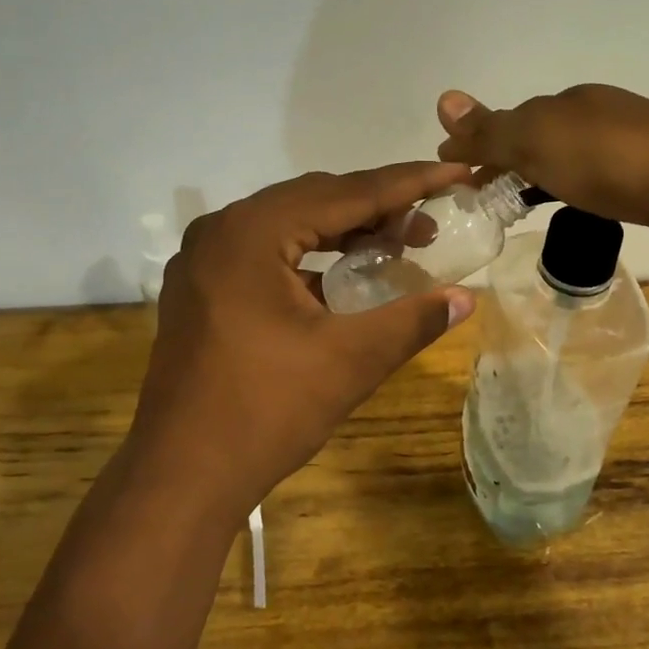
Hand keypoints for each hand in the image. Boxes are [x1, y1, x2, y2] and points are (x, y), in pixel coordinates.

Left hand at [128, 164, 477, 517]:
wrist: (181, 476)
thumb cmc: (266, 411)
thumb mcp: (350, 361)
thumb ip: (412, 320)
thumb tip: (466, 299)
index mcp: (251, 232)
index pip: (345, 193)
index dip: (407, 183)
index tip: (455, 172)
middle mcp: (221, 231)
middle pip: (314, 200)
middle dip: (377, 207)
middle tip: (431, 223)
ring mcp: (203, 261)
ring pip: (288, 225)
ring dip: (343, 231)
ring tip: (397, 244)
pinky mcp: (200, 290)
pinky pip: (265, 254)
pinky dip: (310, 257)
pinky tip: (344, 278)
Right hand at [436, 84, 648, 256]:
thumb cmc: (616, 160)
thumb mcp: (541, 140)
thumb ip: (493, 129)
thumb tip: (443, 100)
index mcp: (566, 105)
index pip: (508, 123)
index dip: (478, 148)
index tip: (454, 179)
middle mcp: (594, 118)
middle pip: (536, 140)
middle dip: (505, 163)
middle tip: (479, 200)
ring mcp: (626, 147)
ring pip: (566, 161)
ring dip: (537, 178)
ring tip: (515, 210)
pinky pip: (594, 182)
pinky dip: (572, 192)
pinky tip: (575, 210)